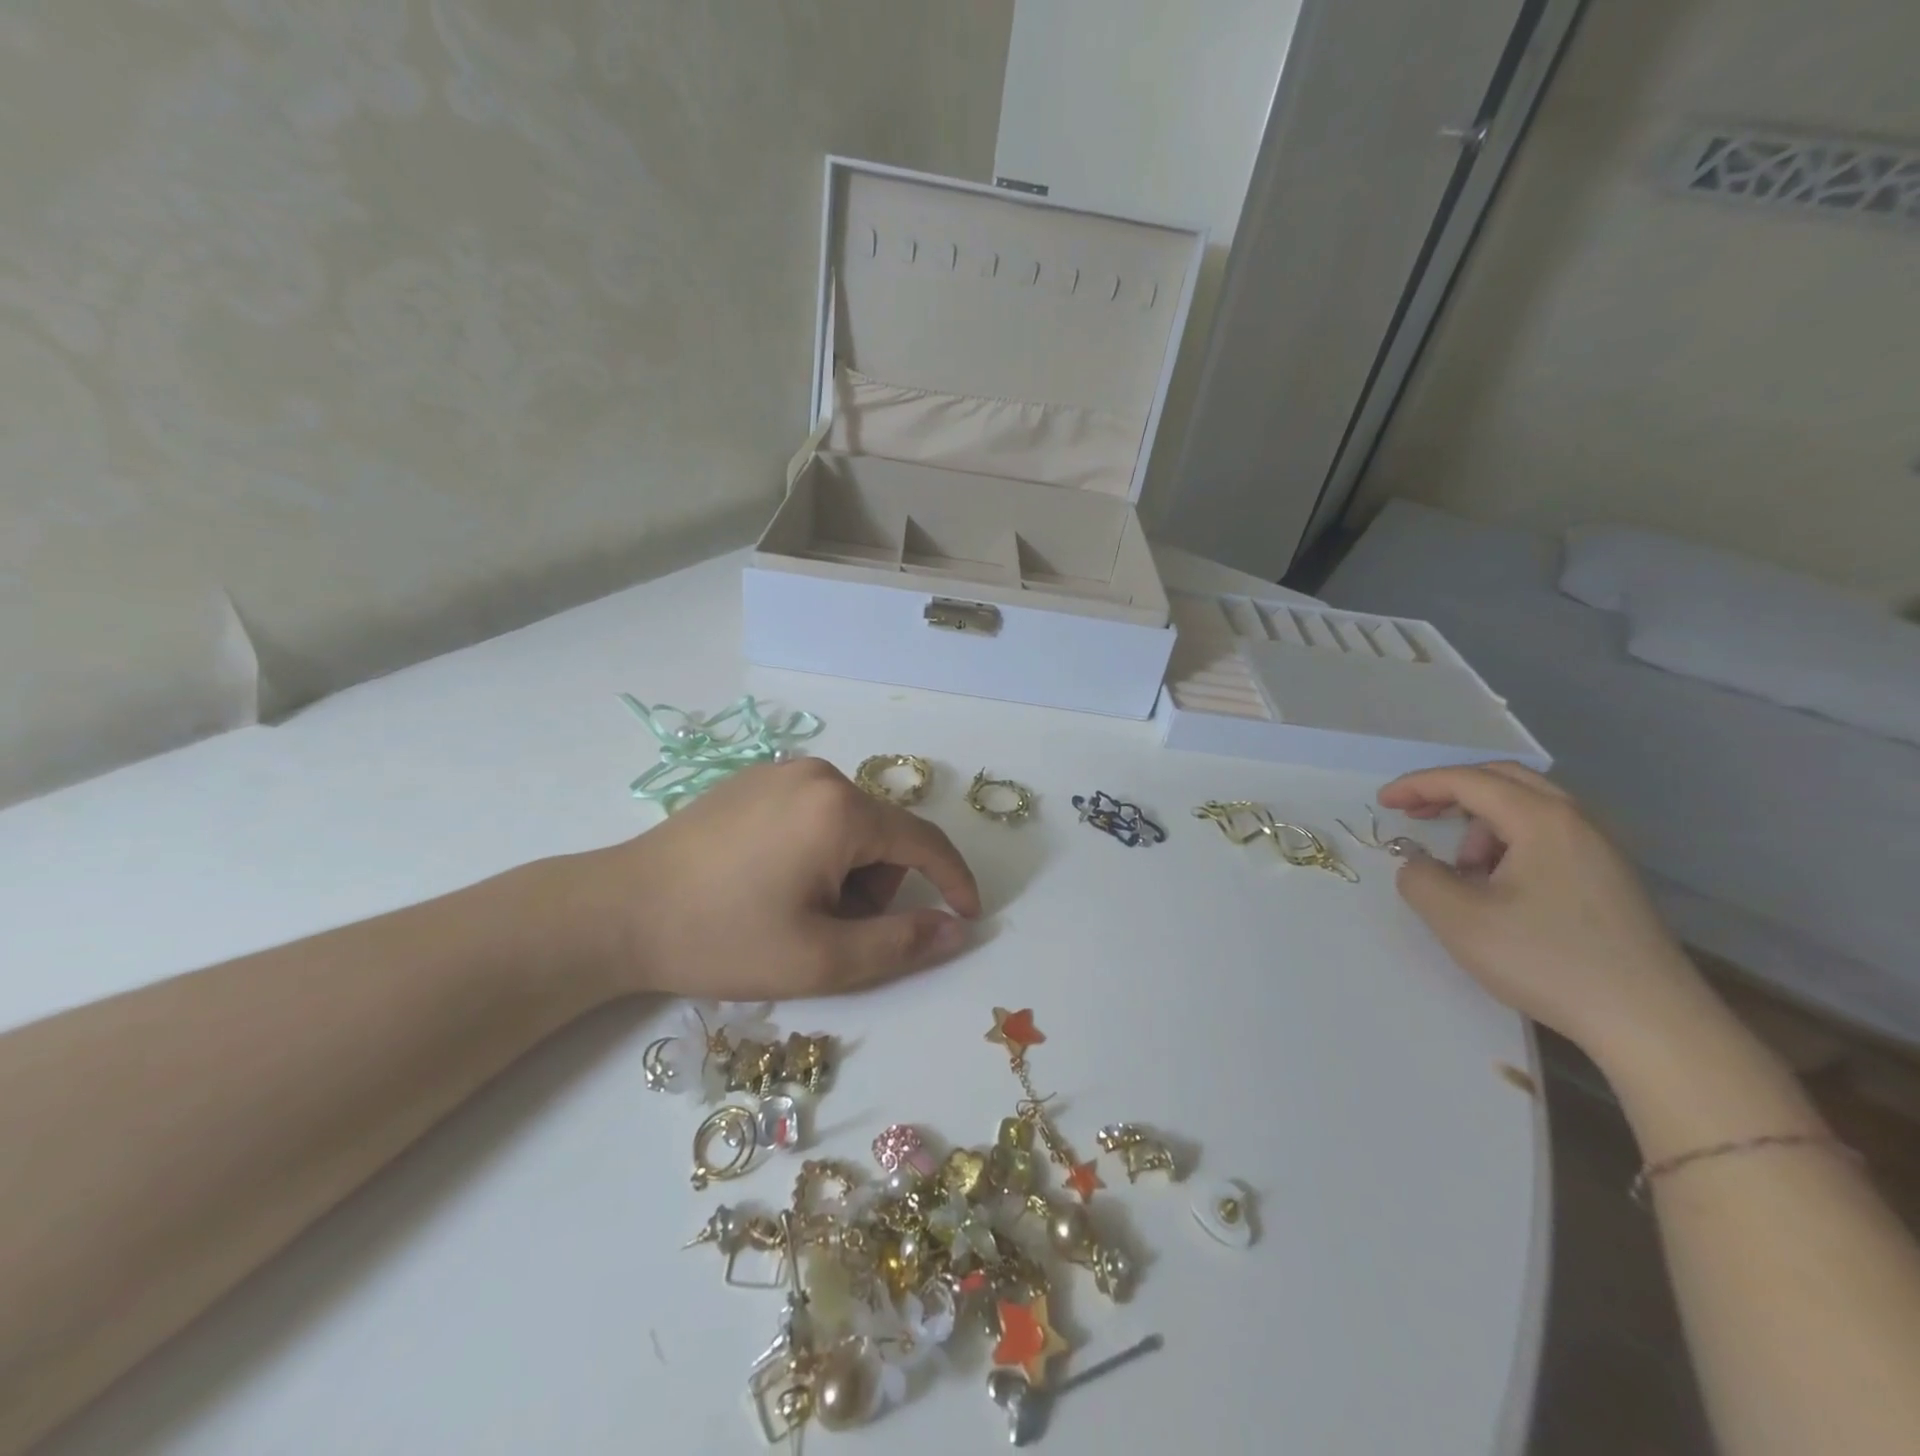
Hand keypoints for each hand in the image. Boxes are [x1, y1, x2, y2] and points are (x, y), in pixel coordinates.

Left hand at [574, 759, 981, 1001]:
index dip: (954, 881)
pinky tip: (768, 881)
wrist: (617, 912)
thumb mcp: (822, 958)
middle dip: (873, 888)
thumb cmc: (723, 938)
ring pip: (848, 826)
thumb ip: (901, 944)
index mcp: (840, 808)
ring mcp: (781, 772)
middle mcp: (818, 773)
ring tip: (793, 909)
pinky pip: (813, 814)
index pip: (924, 841)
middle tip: (827, 931)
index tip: (969, 916)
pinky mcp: (753, 780)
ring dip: (843, 873)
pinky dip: (815, 851)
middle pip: (882, 836)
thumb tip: (957, 931)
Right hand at [1379, 762, 1712, 1062]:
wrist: (1651, 1024)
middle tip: (1415, 813)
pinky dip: (1509, 843)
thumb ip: (1420, 878)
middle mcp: (1577, 823)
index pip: (1468, 781)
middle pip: (1504, 779)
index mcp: (1541, 821)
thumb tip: (1418, 863)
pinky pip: (1548, 836)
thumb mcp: (1459, 920)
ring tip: (1461, 870)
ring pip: (1529, 808)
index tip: (1382, 802)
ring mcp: (1601, 851)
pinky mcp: (1610, 880)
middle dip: (1451, 790)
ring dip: (1482, 823)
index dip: (1418, 785)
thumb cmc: (1547, 962)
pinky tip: (1499, 886)